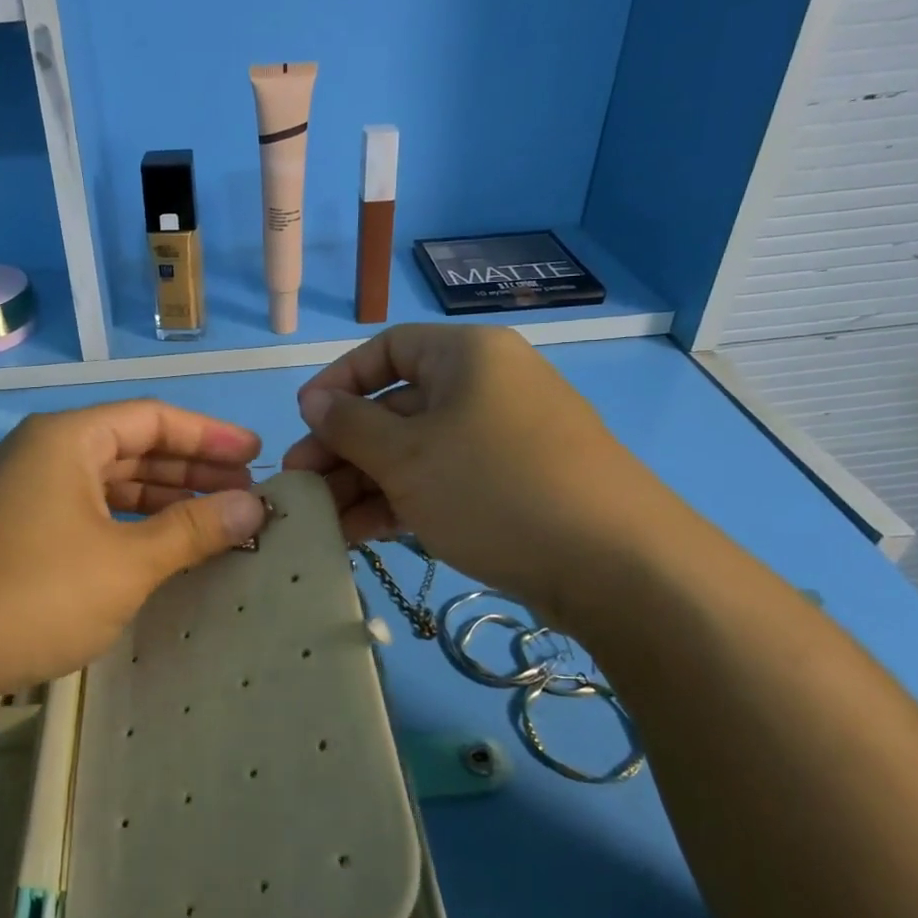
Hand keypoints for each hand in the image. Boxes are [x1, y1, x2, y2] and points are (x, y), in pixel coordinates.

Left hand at [0, 400, 266, 700]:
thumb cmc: (35, 594)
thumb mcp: (127, 563)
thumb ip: (193, 529)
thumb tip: (253, 506)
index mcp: (68, 438)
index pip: (154, 418)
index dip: (210, 435)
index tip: (256, 455)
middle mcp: (47, 452)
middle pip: (134, 446)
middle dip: (192, 468)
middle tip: (245, 492)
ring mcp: (30, 492)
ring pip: (113, 481)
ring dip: (165, 497)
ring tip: (217, 518)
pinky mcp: (22, 529)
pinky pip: (92, 511)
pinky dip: (132, 522)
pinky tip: (165, 544)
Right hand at [282, 324, 672, 629]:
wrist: (616, 567)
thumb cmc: (494, 488)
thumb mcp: (406, 456)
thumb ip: (349, 426)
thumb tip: (314, 400)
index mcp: (466, 356)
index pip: (387, 350)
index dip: (338, 382)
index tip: (304, 420)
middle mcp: (487, 387)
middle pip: (396, 408)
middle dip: (342, 449)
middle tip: (300, 487)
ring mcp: (503, 440)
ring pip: (417, 452)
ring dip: (365, 484)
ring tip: (323, 523)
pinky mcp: (514, 486)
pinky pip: (444, 481)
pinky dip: (402, 503)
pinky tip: (362, 535)